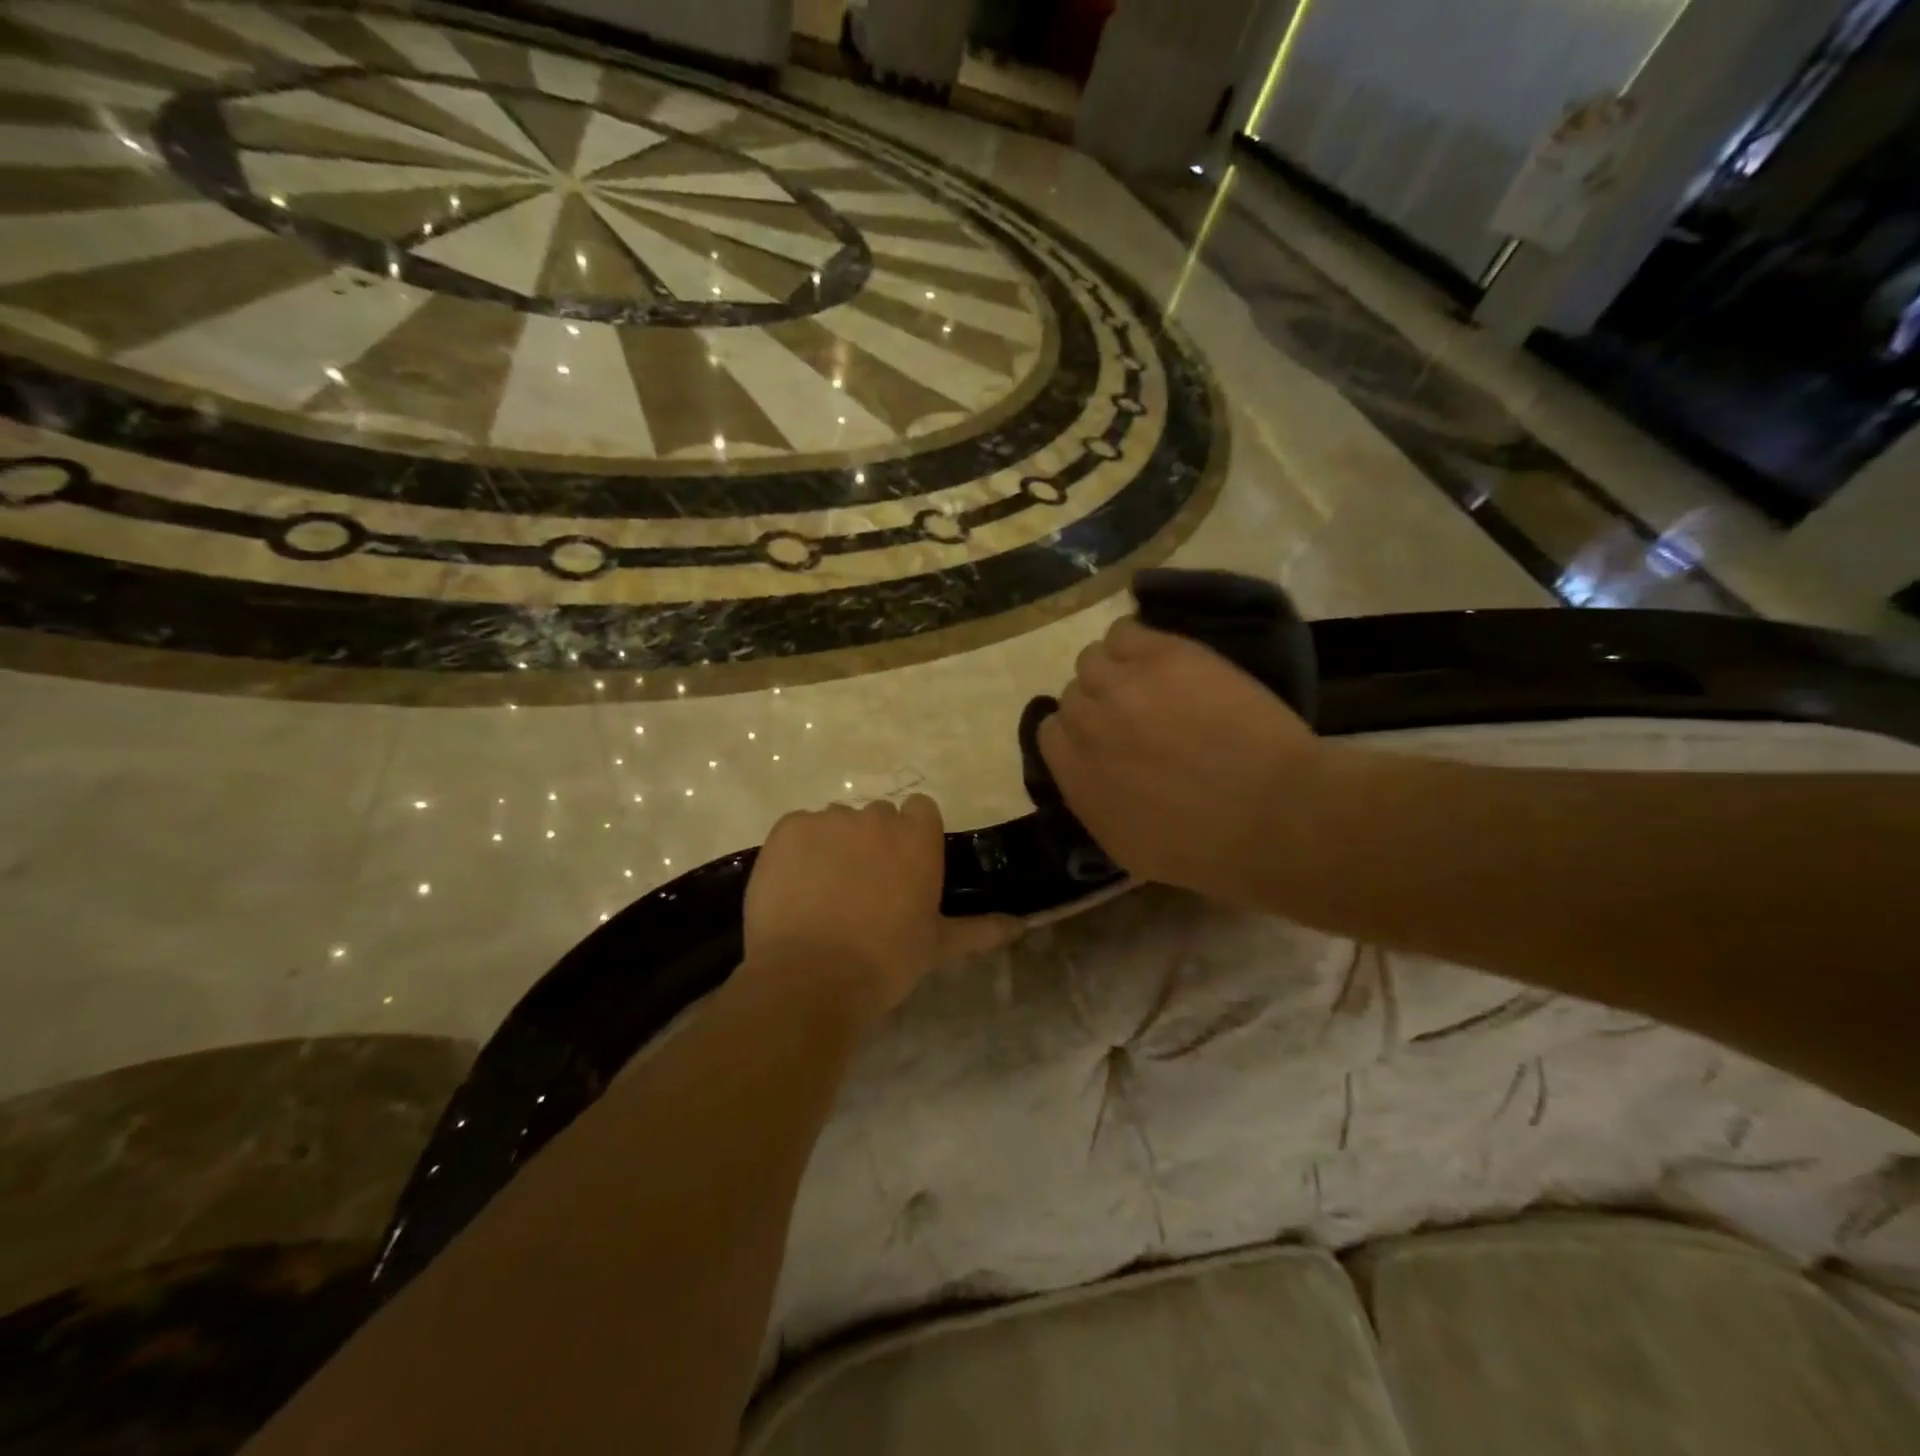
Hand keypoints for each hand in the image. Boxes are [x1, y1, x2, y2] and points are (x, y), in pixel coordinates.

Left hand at [743, 796, 1018, 1019]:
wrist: (811, 977)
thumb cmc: (885, 961)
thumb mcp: (937, 946)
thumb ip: (980, 929)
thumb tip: (1022, 925)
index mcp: (917, 837)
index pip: (920, 811)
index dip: (911, 837)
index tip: (903, 868)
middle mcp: (875, 817)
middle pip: (876, 817)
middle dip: (872, 843)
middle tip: (862, 888)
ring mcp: (828, 820)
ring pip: (835, 823)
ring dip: (833, 846)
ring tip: (823, 893)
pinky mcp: (787, 829)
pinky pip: (797, 829)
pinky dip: (797, 852)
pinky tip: (795, 888)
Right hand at [1037, 617, 1323, 904]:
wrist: (1276, 815)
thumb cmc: (1208, 850)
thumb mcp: (1128, 848)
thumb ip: (1093, 802)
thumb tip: (1088, 771)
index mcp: (1075, 776)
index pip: (1051, 733)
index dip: (1079, 734)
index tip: (1107, 741)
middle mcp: (1087, 725)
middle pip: (1073, 694)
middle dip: (1100, 705)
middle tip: (1137, 715)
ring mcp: (1123, 687)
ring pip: (1093, 659)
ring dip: (1115, 671)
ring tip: (1152, 684)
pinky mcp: (1163, 657)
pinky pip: (1125, 630)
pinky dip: (1135, 642)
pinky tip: (1165, 661)